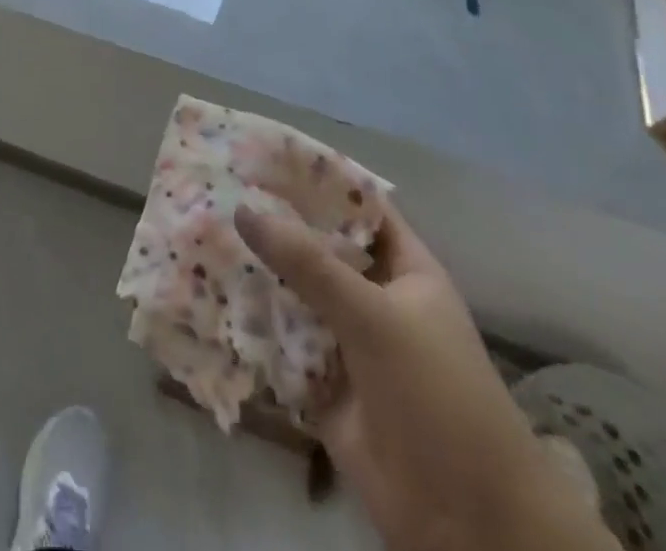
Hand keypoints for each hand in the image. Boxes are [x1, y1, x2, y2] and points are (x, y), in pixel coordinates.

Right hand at [235, 201, 613, 550]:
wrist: (467, 522)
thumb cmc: (437, 395)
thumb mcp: (375, 317)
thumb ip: (308, 264)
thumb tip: (243, 207)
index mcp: (401, 268)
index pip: (355, 204)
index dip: (314, 177)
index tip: (261, 151)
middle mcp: (371, 296)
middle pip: (315, 247)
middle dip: (271, 222)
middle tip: (216, 188)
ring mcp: (345, 339)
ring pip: (291, 291)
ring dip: (253, 270)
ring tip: (199, 232)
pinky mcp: (319, 381)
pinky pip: (279, 340)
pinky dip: (248, 322)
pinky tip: (205, 293)